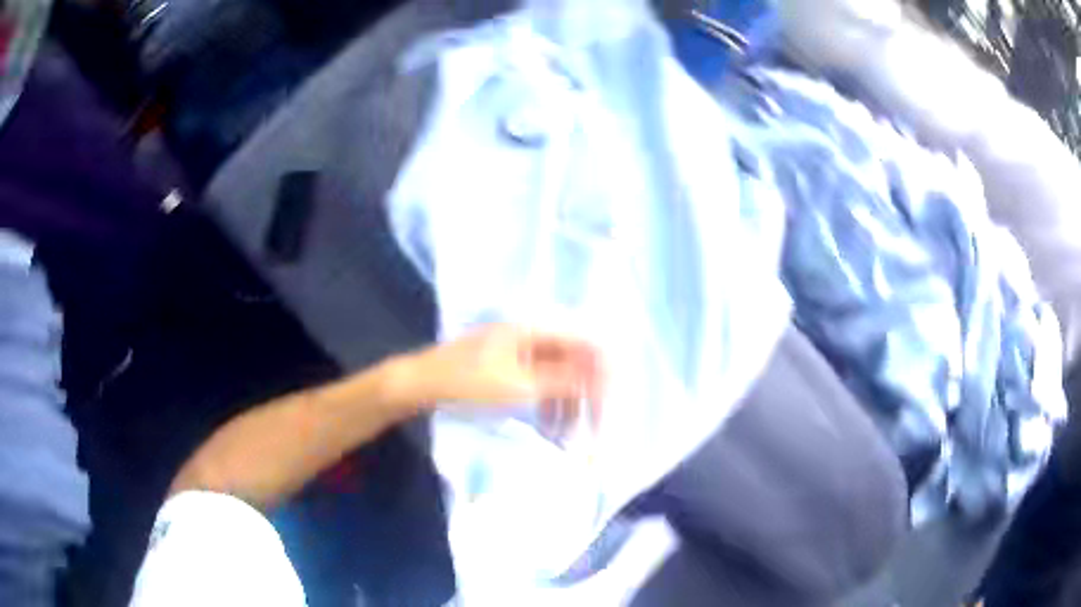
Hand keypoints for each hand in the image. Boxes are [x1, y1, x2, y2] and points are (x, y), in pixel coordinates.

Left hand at [393, 324, 605, 434]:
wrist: (419, 384)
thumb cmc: (466, 382)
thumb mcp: (518, 386)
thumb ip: (564, 381)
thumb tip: (602, 379)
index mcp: (534, 330)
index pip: (585, 342)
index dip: (603, 371)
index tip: (611, 403)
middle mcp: (531, 336)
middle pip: (573, 363)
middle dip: (585, 397)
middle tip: (593, 429)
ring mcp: (518, 352)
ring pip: (557, 378)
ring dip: (566, 407)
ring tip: (567, 439)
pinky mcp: (508, 369)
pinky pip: (540, 386)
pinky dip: (548, 407)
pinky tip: (549, 430)